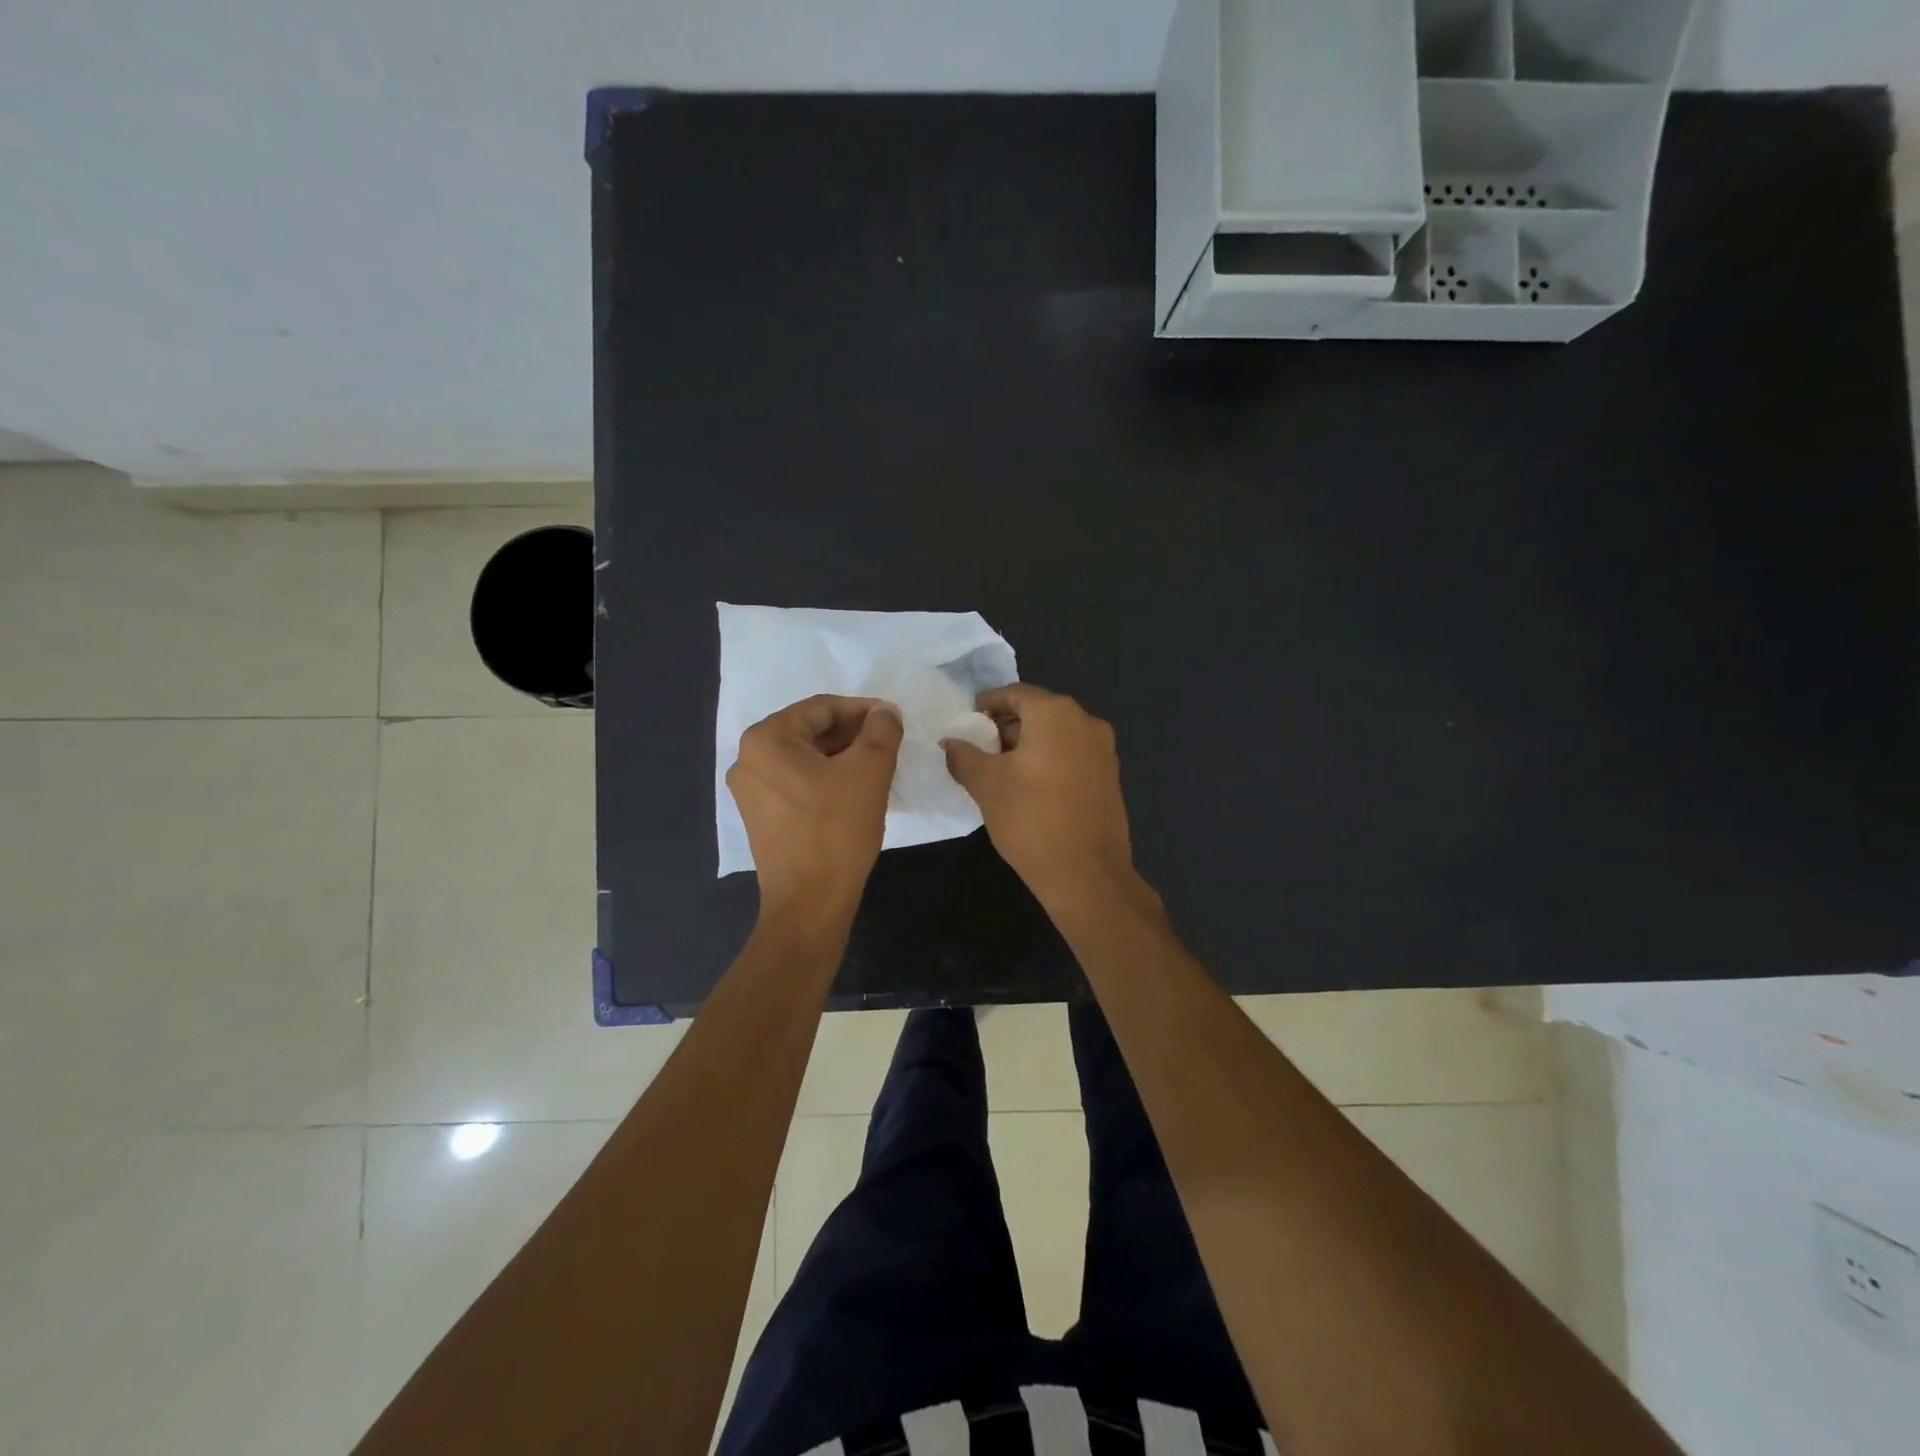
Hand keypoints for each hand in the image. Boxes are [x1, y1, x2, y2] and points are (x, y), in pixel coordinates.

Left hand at [728, 695, 902, 923]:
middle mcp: (748, 759)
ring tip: (878, 765)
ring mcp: (750, 791)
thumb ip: (881, 730)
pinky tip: (855, 789)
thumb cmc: (837, 830)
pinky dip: (826, 779)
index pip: (821, 708)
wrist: (810, 902)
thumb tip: (884, 712)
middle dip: (852, 733)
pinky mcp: (761, 817)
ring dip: (842, 756)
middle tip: (889, 742)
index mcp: (766, 739)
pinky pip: (797, 783)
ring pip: (805, 758)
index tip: (893, 719)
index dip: (862, 710)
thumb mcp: (870, 771)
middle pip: (810, 731)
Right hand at [942, 683, 1137, 905]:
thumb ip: (963, 756)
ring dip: (1028, 745)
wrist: (1086, 873)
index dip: (986, 705)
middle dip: (1007, 727)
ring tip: (1001, 772)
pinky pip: (1073, 755)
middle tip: (980, 750)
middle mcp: (1085, 721)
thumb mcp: (986, 784)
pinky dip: (1050, 761)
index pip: (1014, 694)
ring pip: (1057, 735)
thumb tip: (950, 742)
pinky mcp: (1110, 776)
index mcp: (1056, 713)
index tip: (967, 723)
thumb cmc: (1031, 819)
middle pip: (1038, 712)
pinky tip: (1030, 788)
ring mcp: (1103, 749)